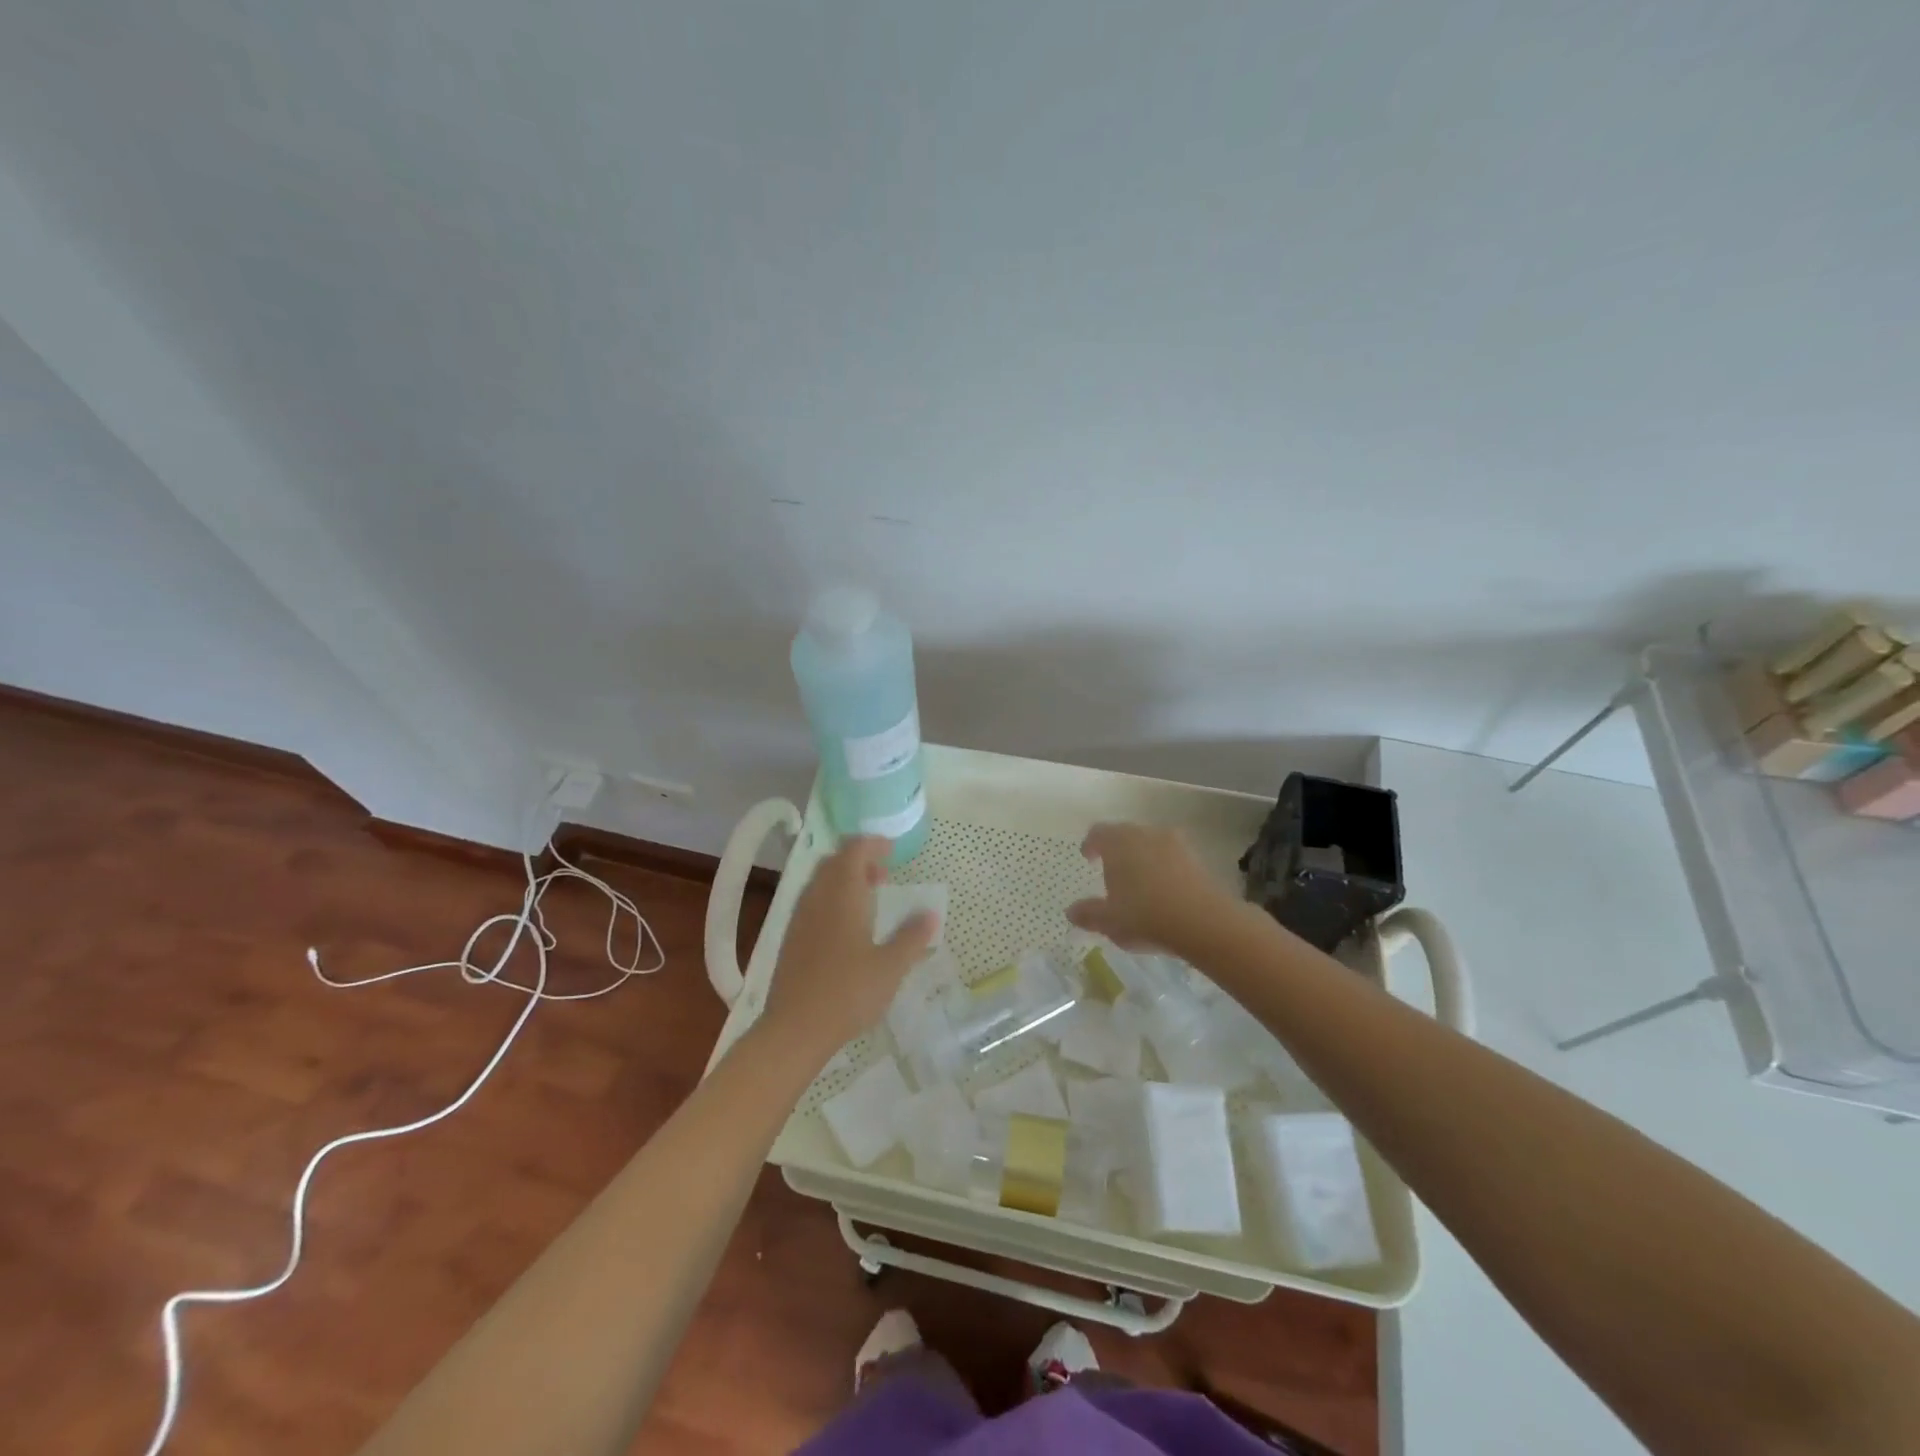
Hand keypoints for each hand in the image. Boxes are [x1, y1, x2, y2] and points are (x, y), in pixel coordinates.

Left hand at [760, 836, 938, 1057]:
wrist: (795, 1028)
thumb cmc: (849, 992)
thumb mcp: (891, 966)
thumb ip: (912, 937)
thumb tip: (931, 913)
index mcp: (843, 895)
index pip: (854, 850)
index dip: (873, 844)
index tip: (893, 850)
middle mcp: (817, 898)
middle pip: (834, 862)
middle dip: (858, 859)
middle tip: (883, 875)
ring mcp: (800, 918)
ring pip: (820, 881)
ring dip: (844, 879)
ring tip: (868, 899)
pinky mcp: (791, 938)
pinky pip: (812, 901)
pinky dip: (831, 898)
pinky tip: (846, 926)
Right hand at [1066, 822, 1235, 954]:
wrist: (1203, 922)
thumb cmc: (1145, 915)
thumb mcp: (1109, 921)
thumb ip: (1088, 913)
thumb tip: (1071, 911)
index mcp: (1118, 842)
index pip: (1099, 832)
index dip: (1091, 844)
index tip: (1088, 857)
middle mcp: (1145, 834)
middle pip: (1126, 834)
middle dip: (1117, 850)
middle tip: (1112, 870)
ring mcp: (1175, 844)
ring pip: (1151, 844)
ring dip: (1143, 857)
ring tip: (1138, 881)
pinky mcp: (1198, 859)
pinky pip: (1172, 857)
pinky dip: (1164, 868)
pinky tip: (1163, 890)